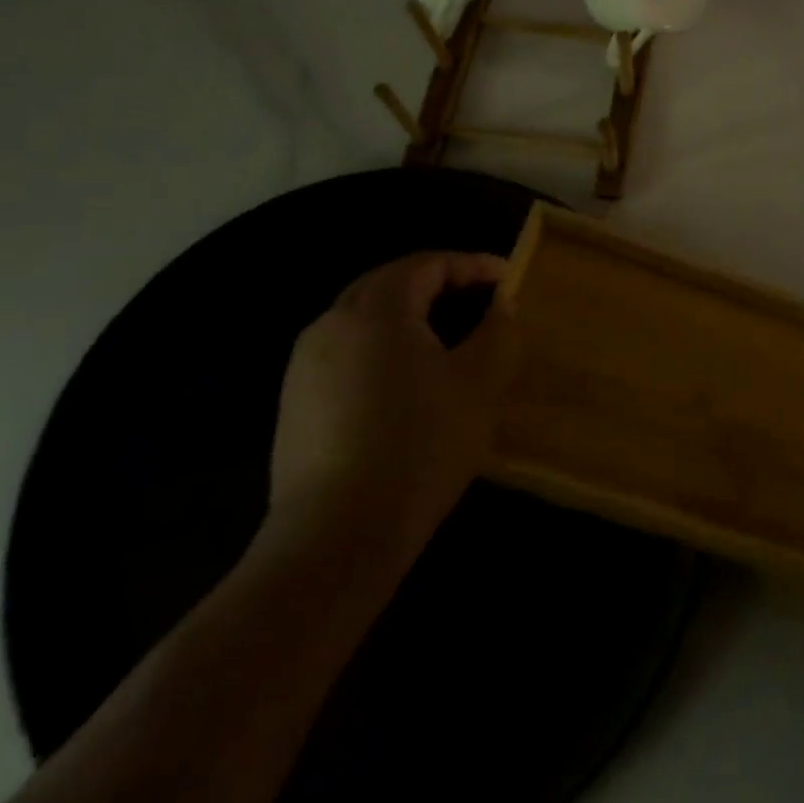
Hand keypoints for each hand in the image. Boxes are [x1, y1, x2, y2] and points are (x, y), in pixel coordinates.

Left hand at [268, 251, 515, 569]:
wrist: (335, 538)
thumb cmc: (419, 446)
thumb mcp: (479, 384)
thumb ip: (497, 331)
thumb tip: (503, 303)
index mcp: (377, 309)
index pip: (428, 264)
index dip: (473, 265)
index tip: (508, 280)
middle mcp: (332, 323)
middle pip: (390, 283)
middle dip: (438, 284)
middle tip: (480, 300)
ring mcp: (305, 365)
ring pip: (364, 318)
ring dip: (409, 316)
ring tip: (448, 338)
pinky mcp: (295, 403)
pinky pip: (347, 352)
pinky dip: (383, 348)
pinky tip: (407, 383)